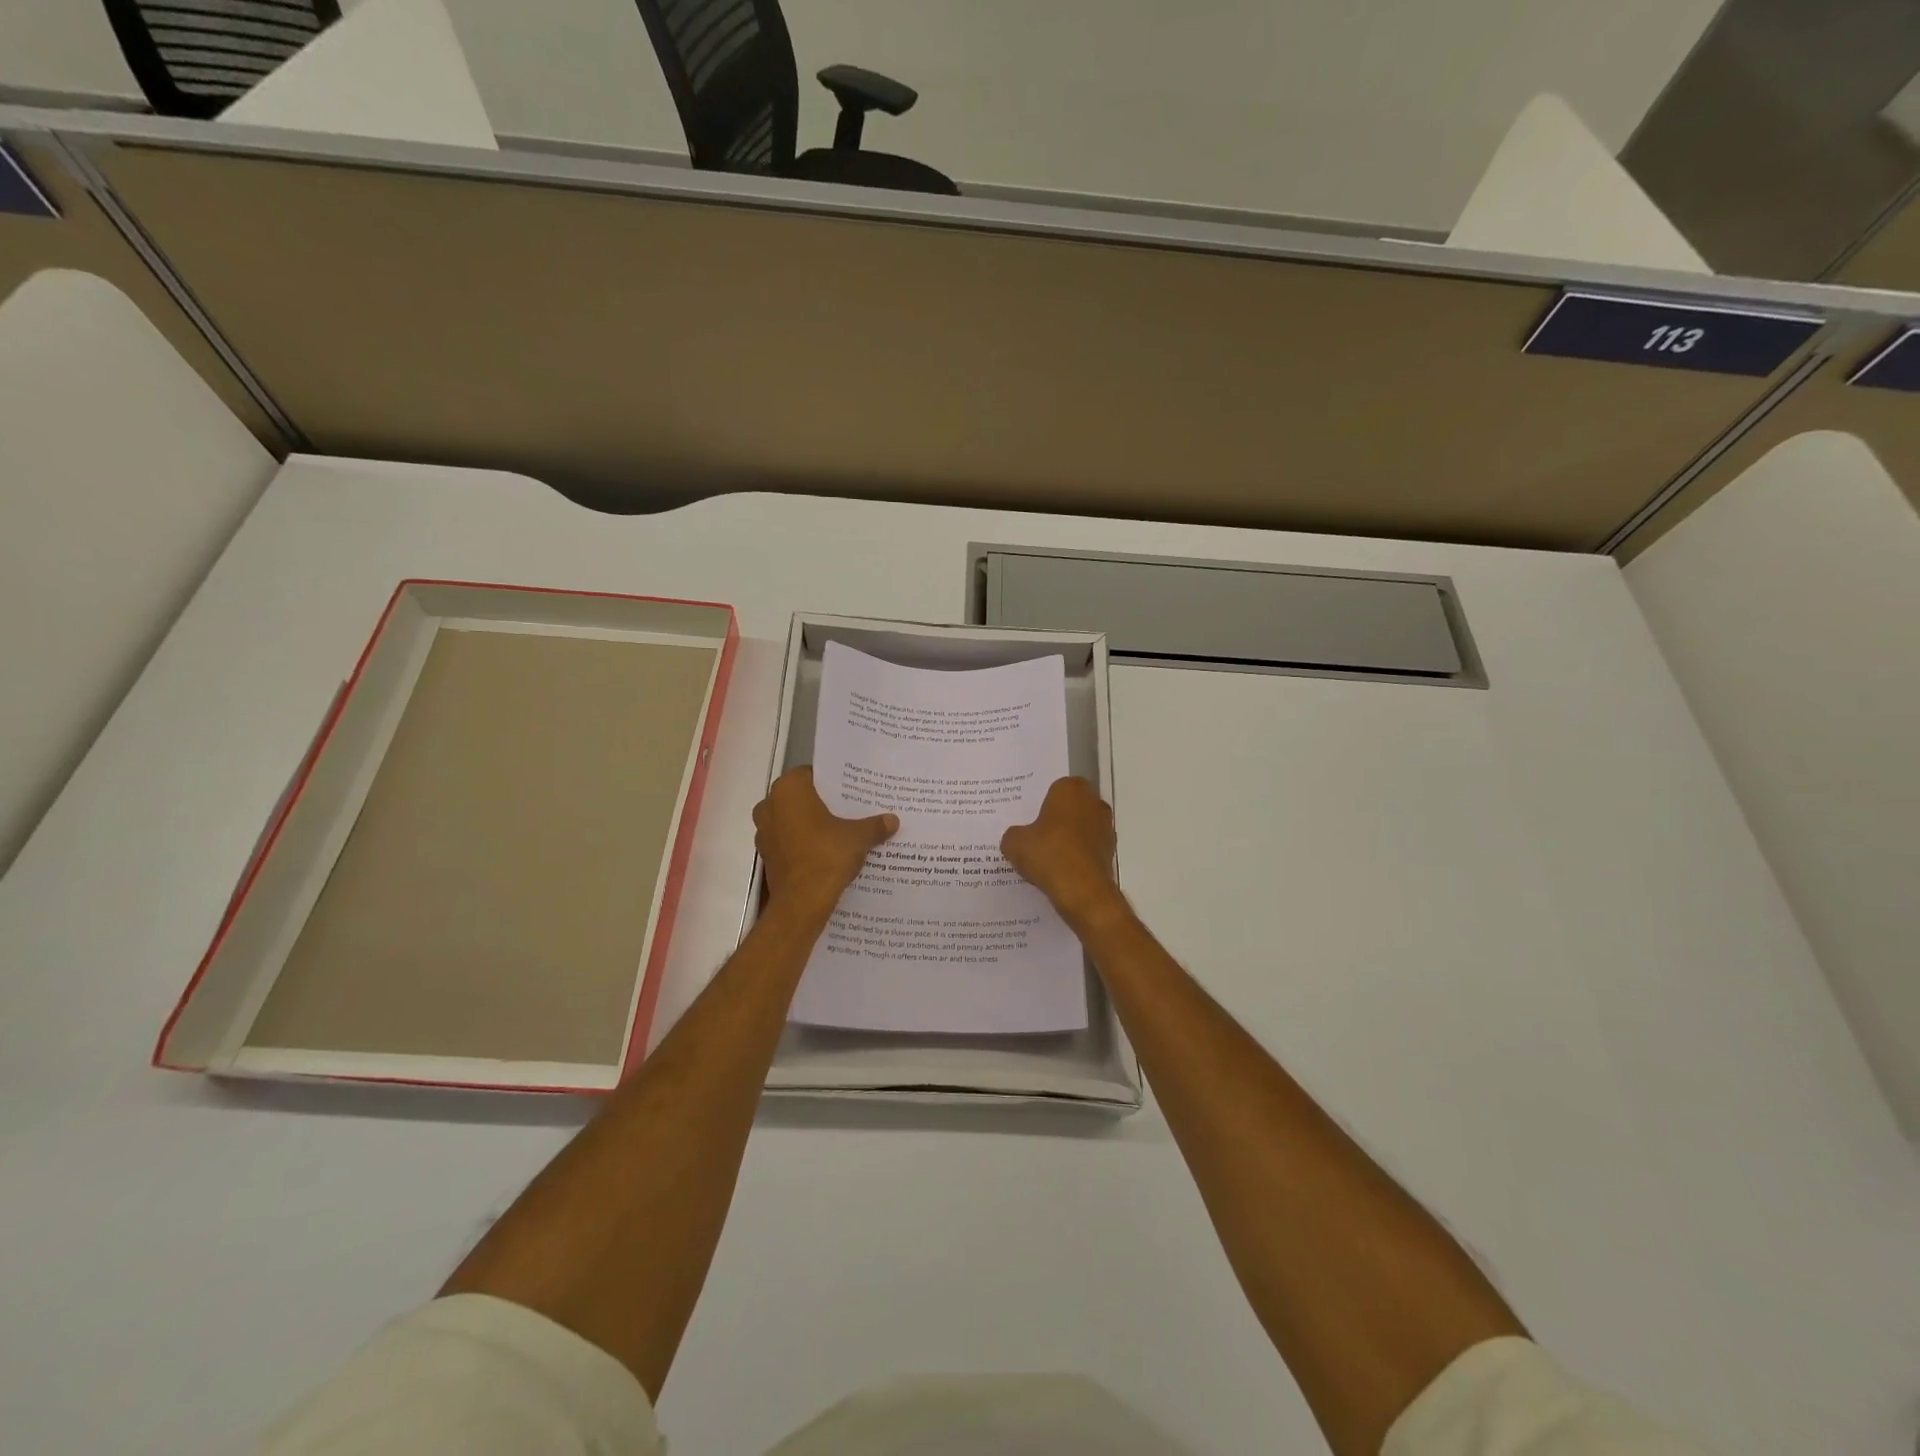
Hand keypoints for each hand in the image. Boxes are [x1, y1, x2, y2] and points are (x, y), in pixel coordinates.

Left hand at [754, 767, 896, 917]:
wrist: (802, 902)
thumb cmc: (827, 855)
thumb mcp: (858, 837)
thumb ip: (874, 825)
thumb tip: (893, 820)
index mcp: (789, 789)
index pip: (811, 774)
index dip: (831, 782)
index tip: (850, 790)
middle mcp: (770, 805)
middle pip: (800, 797)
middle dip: (821, 804)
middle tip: (848, 810)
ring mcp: (764, 832)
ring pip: (791, 820)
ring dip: (810, 825)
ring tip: (839, 831)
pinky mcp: (766, 856)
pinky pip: (787, 842)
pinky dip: (802, 844)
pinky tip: (825, 852)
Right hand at [1000, 777, 1123, 928]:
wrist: (1082, 890)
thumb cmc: (1048, 853)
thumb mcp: (1015, 843)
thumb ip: (1014, 834)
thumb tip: (1017, 838)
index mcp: (1071, 789)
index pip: (1055, 788)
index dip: (1042, 802)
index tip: (1029, 817)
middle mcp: (1093, 802)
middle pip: (1071, 807)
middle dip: (1056, 819)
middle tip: (1034, 834)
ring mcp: (1105, 827)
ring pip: (1081, 828)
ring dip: (1068, 838)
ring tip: (1045, 856)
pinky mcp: (1110, 852)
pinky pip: (1087, 849)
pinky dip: (1076, 856)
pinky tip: (1059, 870)